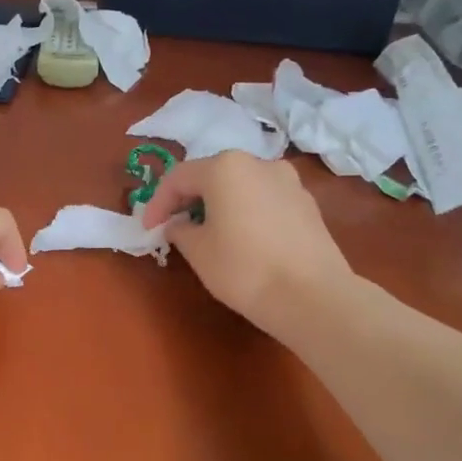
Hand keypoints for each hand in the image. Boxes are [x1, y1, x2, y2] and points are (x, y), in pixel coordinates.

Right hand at [138, 153, 355, 337]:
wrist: (313, 297)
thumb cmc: (244, 269)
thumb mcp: (198, 251)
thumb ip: (181, 230)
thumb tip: (181, 224)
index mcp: (225, 168)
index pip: (179, 177)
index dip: (158, 203)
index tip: (149, 229)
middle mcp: (259, 163)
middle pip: (212, 175)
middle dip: (189, 199)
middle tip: (175, 227)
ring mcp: (289, 182)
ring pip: (242, 186)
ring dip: (220, 204)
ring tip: (210, 233)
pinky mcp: (308, 204)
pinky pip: (265, 200)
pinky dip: (247, 212)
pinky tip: (244, 240)